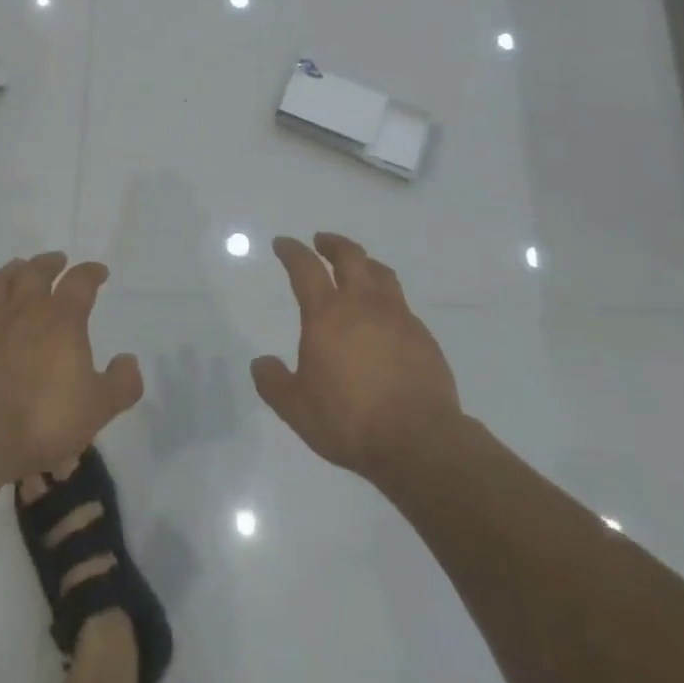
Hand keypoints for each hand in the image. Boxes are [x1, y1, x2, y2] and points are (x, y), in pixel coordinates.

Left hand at [0, 252, 142, 481]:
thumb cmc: (42, 421)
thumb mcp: (98, 408)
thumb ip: (121, 383)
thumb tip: (129, 360)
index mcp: (61, 319)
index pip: (80, 282)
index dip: (91, 273)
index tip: (99, 272)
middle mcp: (23, 311)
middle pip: (36, 272)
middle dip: (50, 263)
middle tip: (58, 260)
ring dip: (12, 272)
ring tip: (18, 268)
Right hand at [252, 234, 461, 484]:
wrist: (419, 440)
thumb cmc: (350, 421)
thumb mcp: (297, 409)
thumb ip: (274, 383)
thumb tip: (260, 363)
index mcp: (327, 315)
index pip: (305, 268)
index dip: (292, 251)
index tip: (283, 243)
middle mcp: (363, 305)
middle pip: (350, 256)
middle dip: (333, 244)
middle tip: (321, 241)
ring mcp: (398, 317)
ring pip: (380, 273)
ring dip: (364, 262)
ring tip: (357, 266)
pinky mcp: (423, 335)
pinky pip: (401, 303)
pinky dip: (386, 297)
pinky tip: (384, 315)